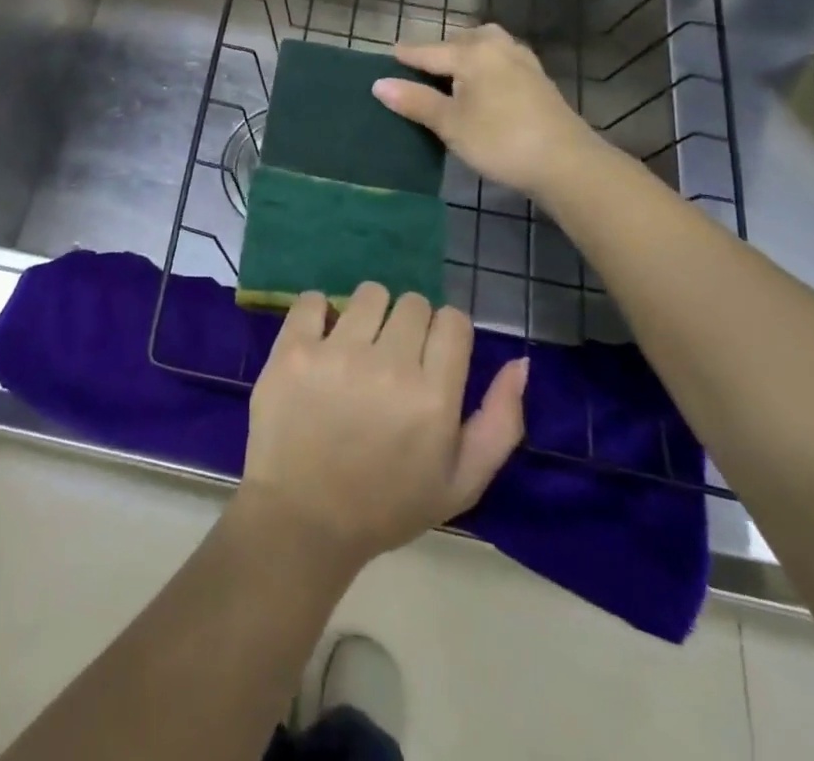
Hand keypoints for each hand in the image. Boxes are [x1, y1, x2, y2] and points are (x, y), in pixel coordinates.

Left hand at [238, 283, 526, 569]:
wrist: (303, 520)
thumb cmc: (386, 504)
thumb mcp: (461, 482)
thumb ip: (500, 422)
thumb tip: (520, 363)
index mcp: (433, 398)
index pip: (452, 320)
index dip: (445, 334)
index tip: (430, 357)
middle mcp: (388, 366)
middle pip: (412, 302)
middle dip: (407, 326)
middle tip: (390, 359)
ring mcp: (336, 353)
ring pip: (368, 294)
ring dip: (367, 315)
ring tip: (356, 349)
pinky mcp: (292, 349)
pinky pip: (312, 299)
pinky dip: (318, 313)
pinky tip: (320, 342)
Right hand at [372, 24, 597, 197]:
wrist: (566, 162)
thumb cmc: (500, 140)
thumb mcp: (450, 124)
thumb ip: (415, 101)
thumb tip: (378, 83)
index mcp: (472, 52)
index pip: (427, 51)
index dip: (405, 57)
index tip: (388, 57)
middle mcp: (497, 46)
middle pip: (458, 41)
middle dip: (437, 52)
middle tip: (418, 71)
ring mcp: (521, 60)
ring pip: (483, 46)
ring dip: (464, 55)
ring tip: (450, 75)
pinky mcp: (537, 77)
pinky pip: (500, 59)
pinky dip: (484, 65)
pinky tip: (482, 84)